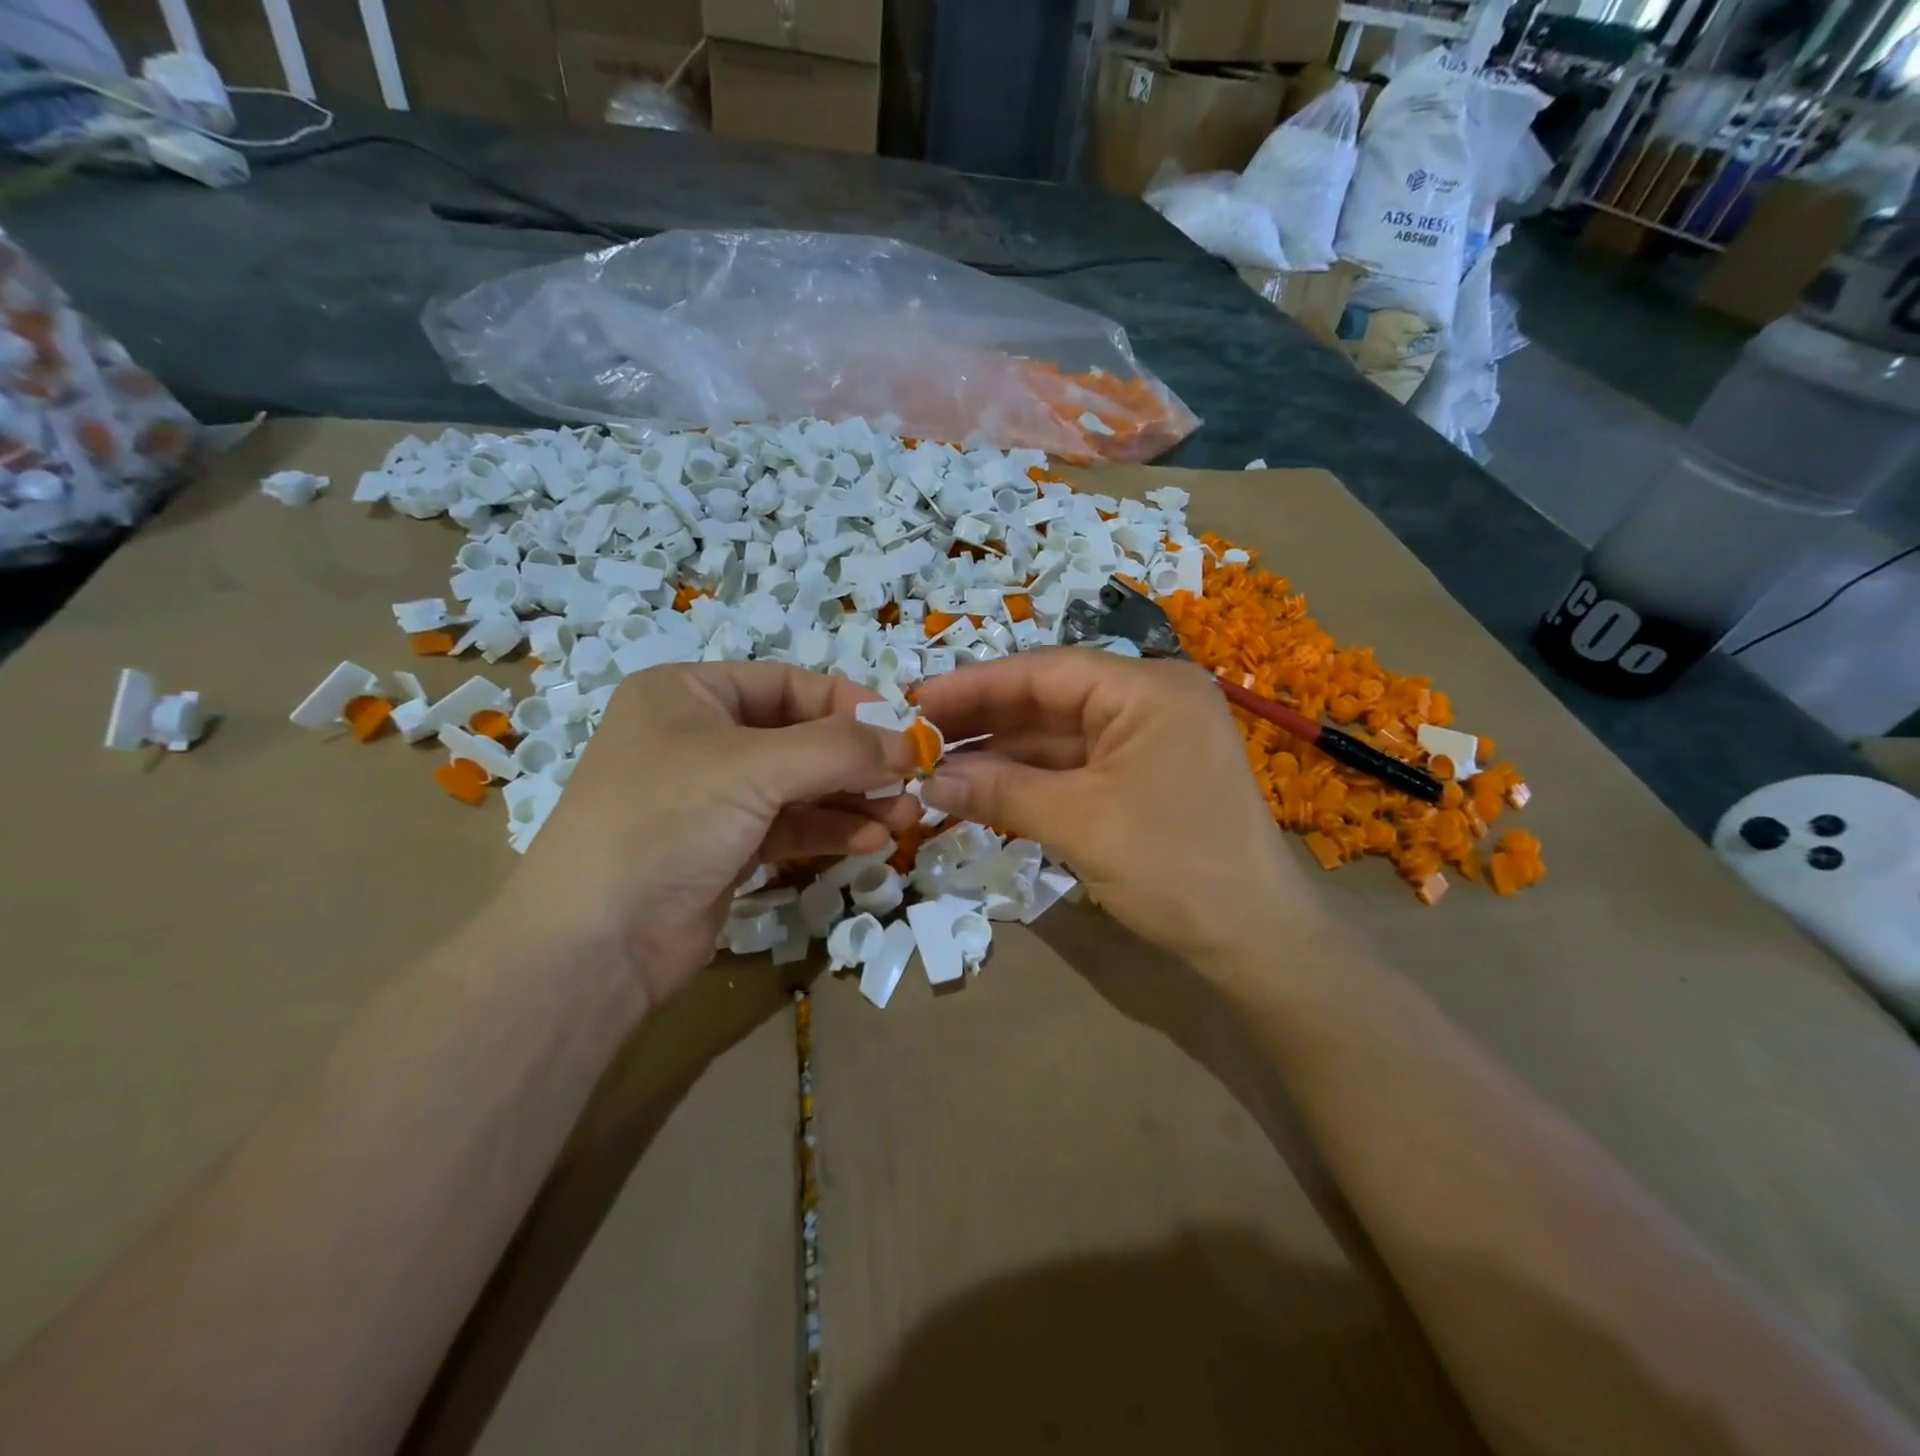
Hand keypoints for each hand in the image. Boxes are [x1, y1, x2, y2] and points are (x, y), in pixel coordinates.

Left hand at [499, 663, 917, 1011]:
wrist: (594, 946)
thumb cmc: (666, 823)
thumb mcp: (755, 768)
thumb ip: (840, 749)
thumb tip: (910, 742)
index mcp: (689, 695)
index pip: (788, 684)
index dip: (849, 703)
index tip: (905, 730)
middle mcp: (699, 738)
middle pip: (800, 737)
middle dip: (859, 761)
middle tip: (914, 781)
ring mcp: (712, 797)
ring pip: (800, 786)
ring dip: (854, 799)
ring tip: (905, 816)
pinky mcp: (724, 848)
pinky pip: (789, 826)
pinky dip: (830, 830)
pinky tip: (870, 841)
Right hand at [915, 648, 1310, 968]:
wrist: (1256, 941)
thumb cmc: (1174, 866)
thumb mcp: (1078, 823)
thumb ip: (1000, 792)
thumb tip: (927, 781)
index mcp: (1148, 689)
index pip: (1045, 672)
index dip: (975, 687)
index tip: (916, 700)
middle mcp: (1150, 702)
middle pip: (1050, 701)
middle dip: (984, 721)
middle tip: (917, 737)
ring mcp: (1149, 741)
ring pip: (1059, 737)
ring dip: (1002, 755)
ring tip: (936, 766)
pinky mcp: (1144, 778)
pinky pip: (1076, 767)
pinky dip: (1031, 780)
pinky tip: (982, 788)